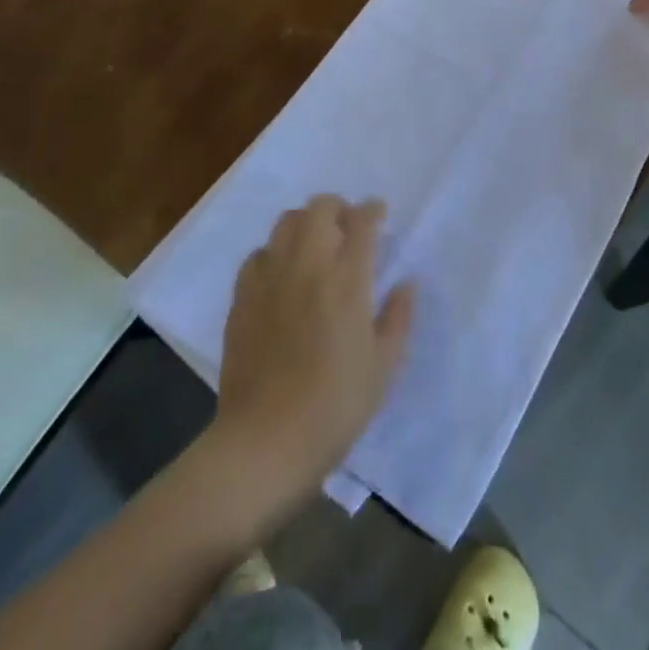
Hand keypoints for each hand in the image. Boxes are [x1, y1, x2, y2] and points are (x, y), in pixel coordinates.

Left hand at [214, 196, 414, 504]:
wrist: (264, 441)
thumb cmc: (335, 407)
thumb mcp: (383, 367)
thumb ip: (397, 317)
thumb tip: (406, 282)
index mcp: (347, 280)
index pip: (362, 222)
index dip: (373, 210)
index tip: (379, 215)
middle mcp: (307, 265)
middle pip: (320, 208)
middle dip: (339, 208)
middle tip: (348, 229)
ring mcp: (270, 277)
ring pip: (286, 221)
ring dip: (306, 223)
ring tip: (316, 246)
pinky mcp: (242, 295)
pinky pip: (259, 253)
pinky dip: (275, 252)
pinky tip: (283, 276)